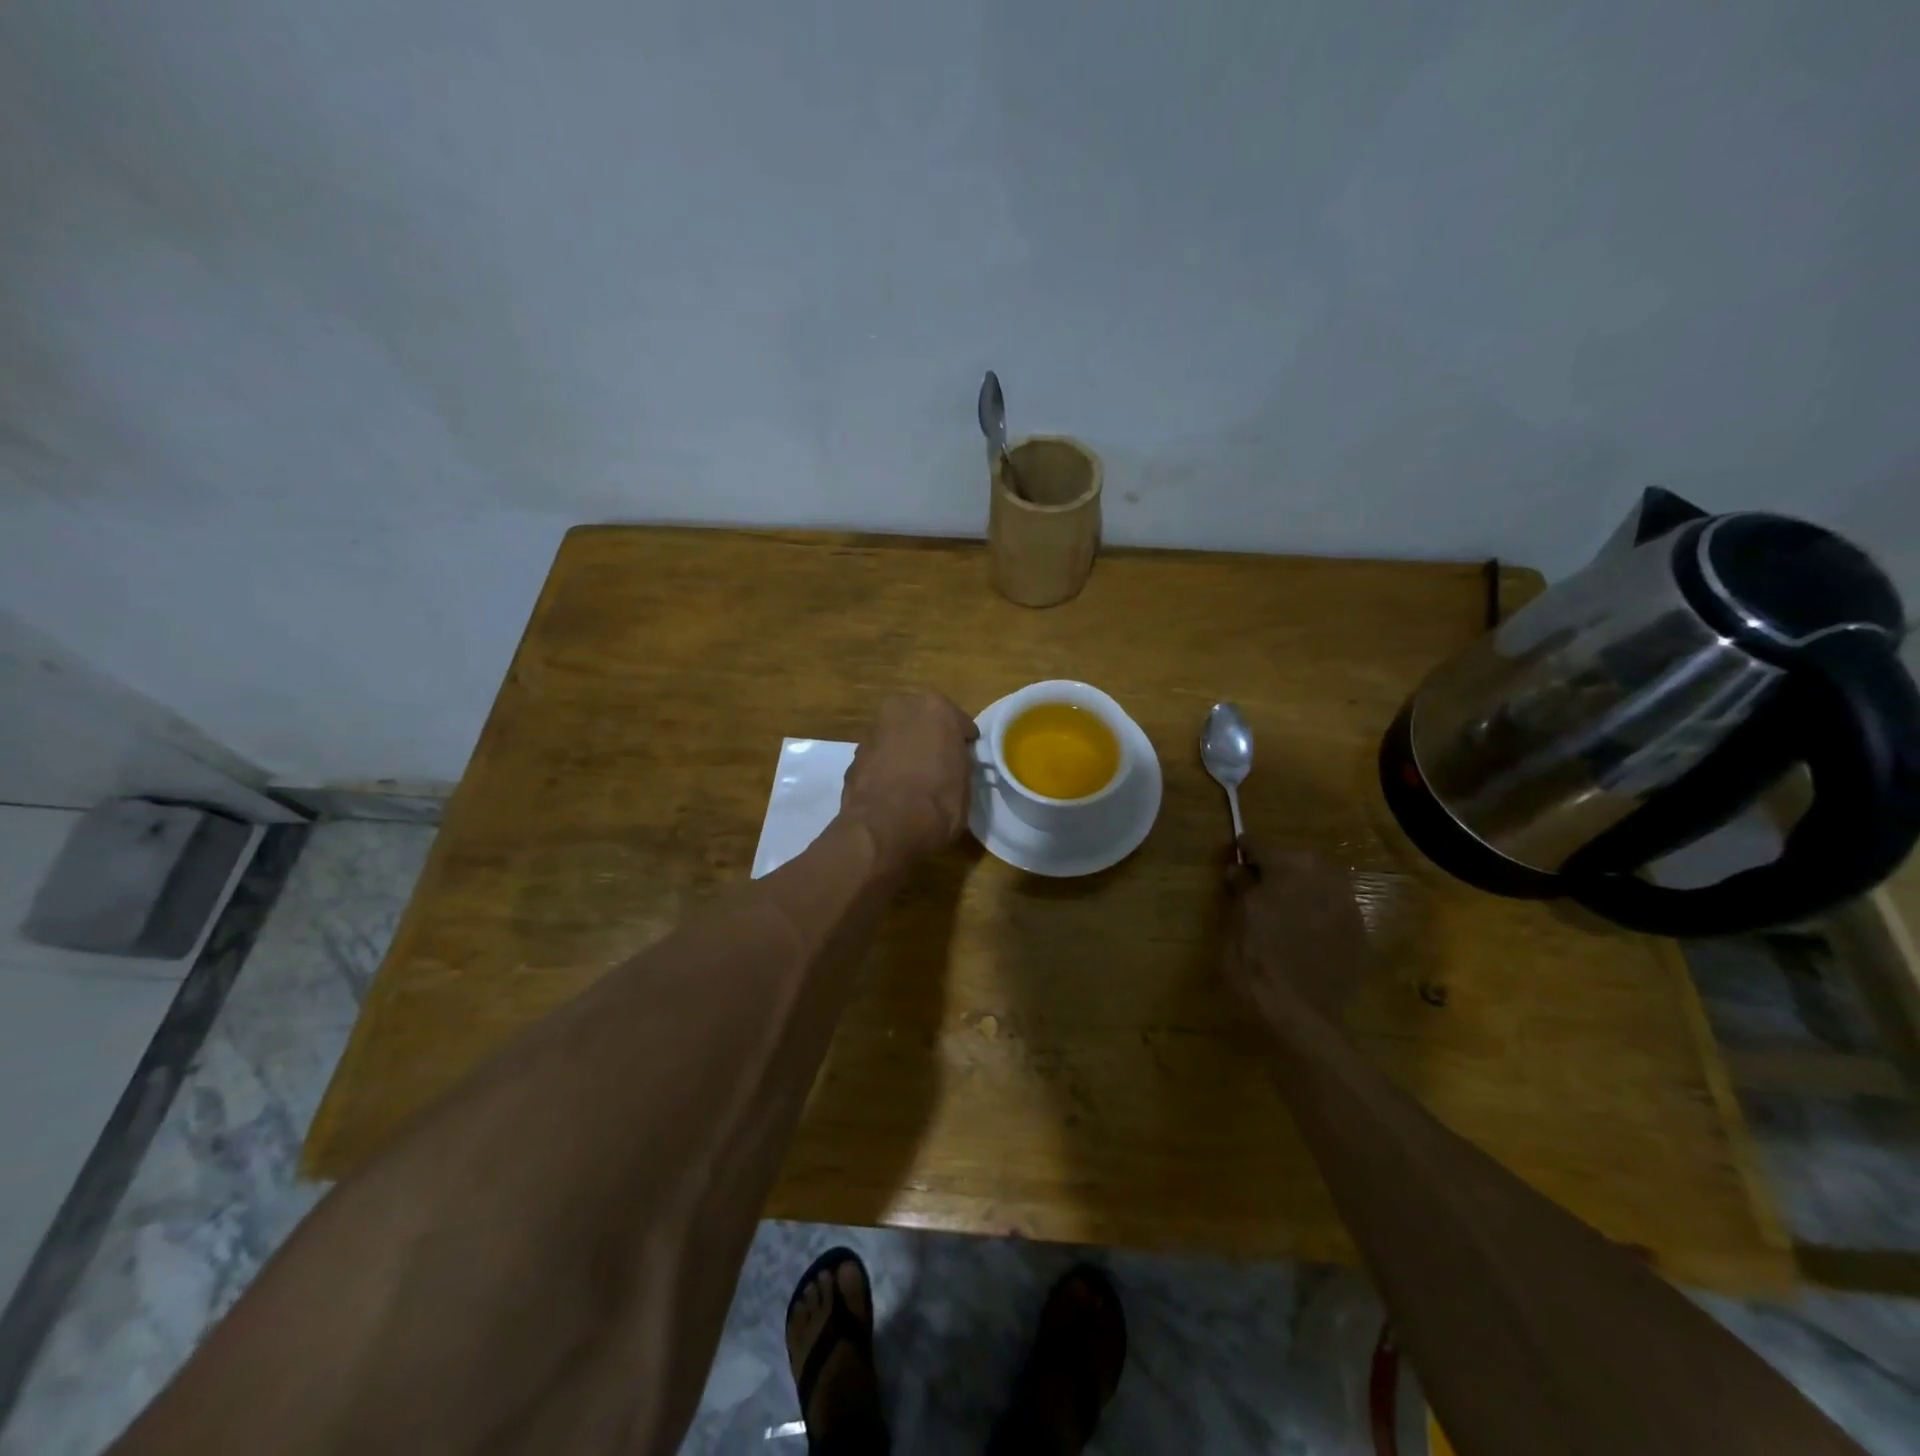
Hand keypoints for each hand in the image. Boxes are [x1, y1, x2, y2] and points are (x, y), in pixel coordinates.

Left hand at [840, 690, 978, 871]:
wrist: (884, 827)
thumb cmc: (937, 803)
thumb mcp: (965, 784)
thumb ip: (958, 763)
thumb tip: (951, 766)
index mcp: (936, 708)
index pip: (958, 722)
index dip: (963, 743)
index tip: (965, 758)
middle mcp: (902, 708)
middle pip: (922, 721)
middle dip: (929, 737)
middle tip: (938, 763)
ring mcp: (874, 730)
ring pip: (897, 735)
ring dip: (904, 749)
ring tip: (913, 779)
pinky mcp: (854, 754)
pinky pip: (880, 756)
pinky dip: (886, 766)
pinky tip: (892, 789)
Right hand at [1223, 837, 1371, 1029]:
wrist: (1300, 1015)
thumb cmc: (1255, 960)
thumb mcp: (1235, 920)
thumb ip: (1240, 887)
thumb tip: (1238, 870)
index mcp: (1289, 866)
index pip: (1260, 845)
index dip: (1243, 851)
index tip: (1232, 858)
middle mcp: (1324, 876)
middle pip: (1295, 858)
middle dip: (1275, 866)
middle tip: (1255, 884)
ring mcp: (1347, 904)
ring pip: (1319, 881)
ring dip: (1299, 886)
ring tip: (1281, 906)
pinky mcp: (1359, 932)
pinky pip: (1333, 908)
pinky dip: (1317, 910)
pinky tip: (1302, 931)